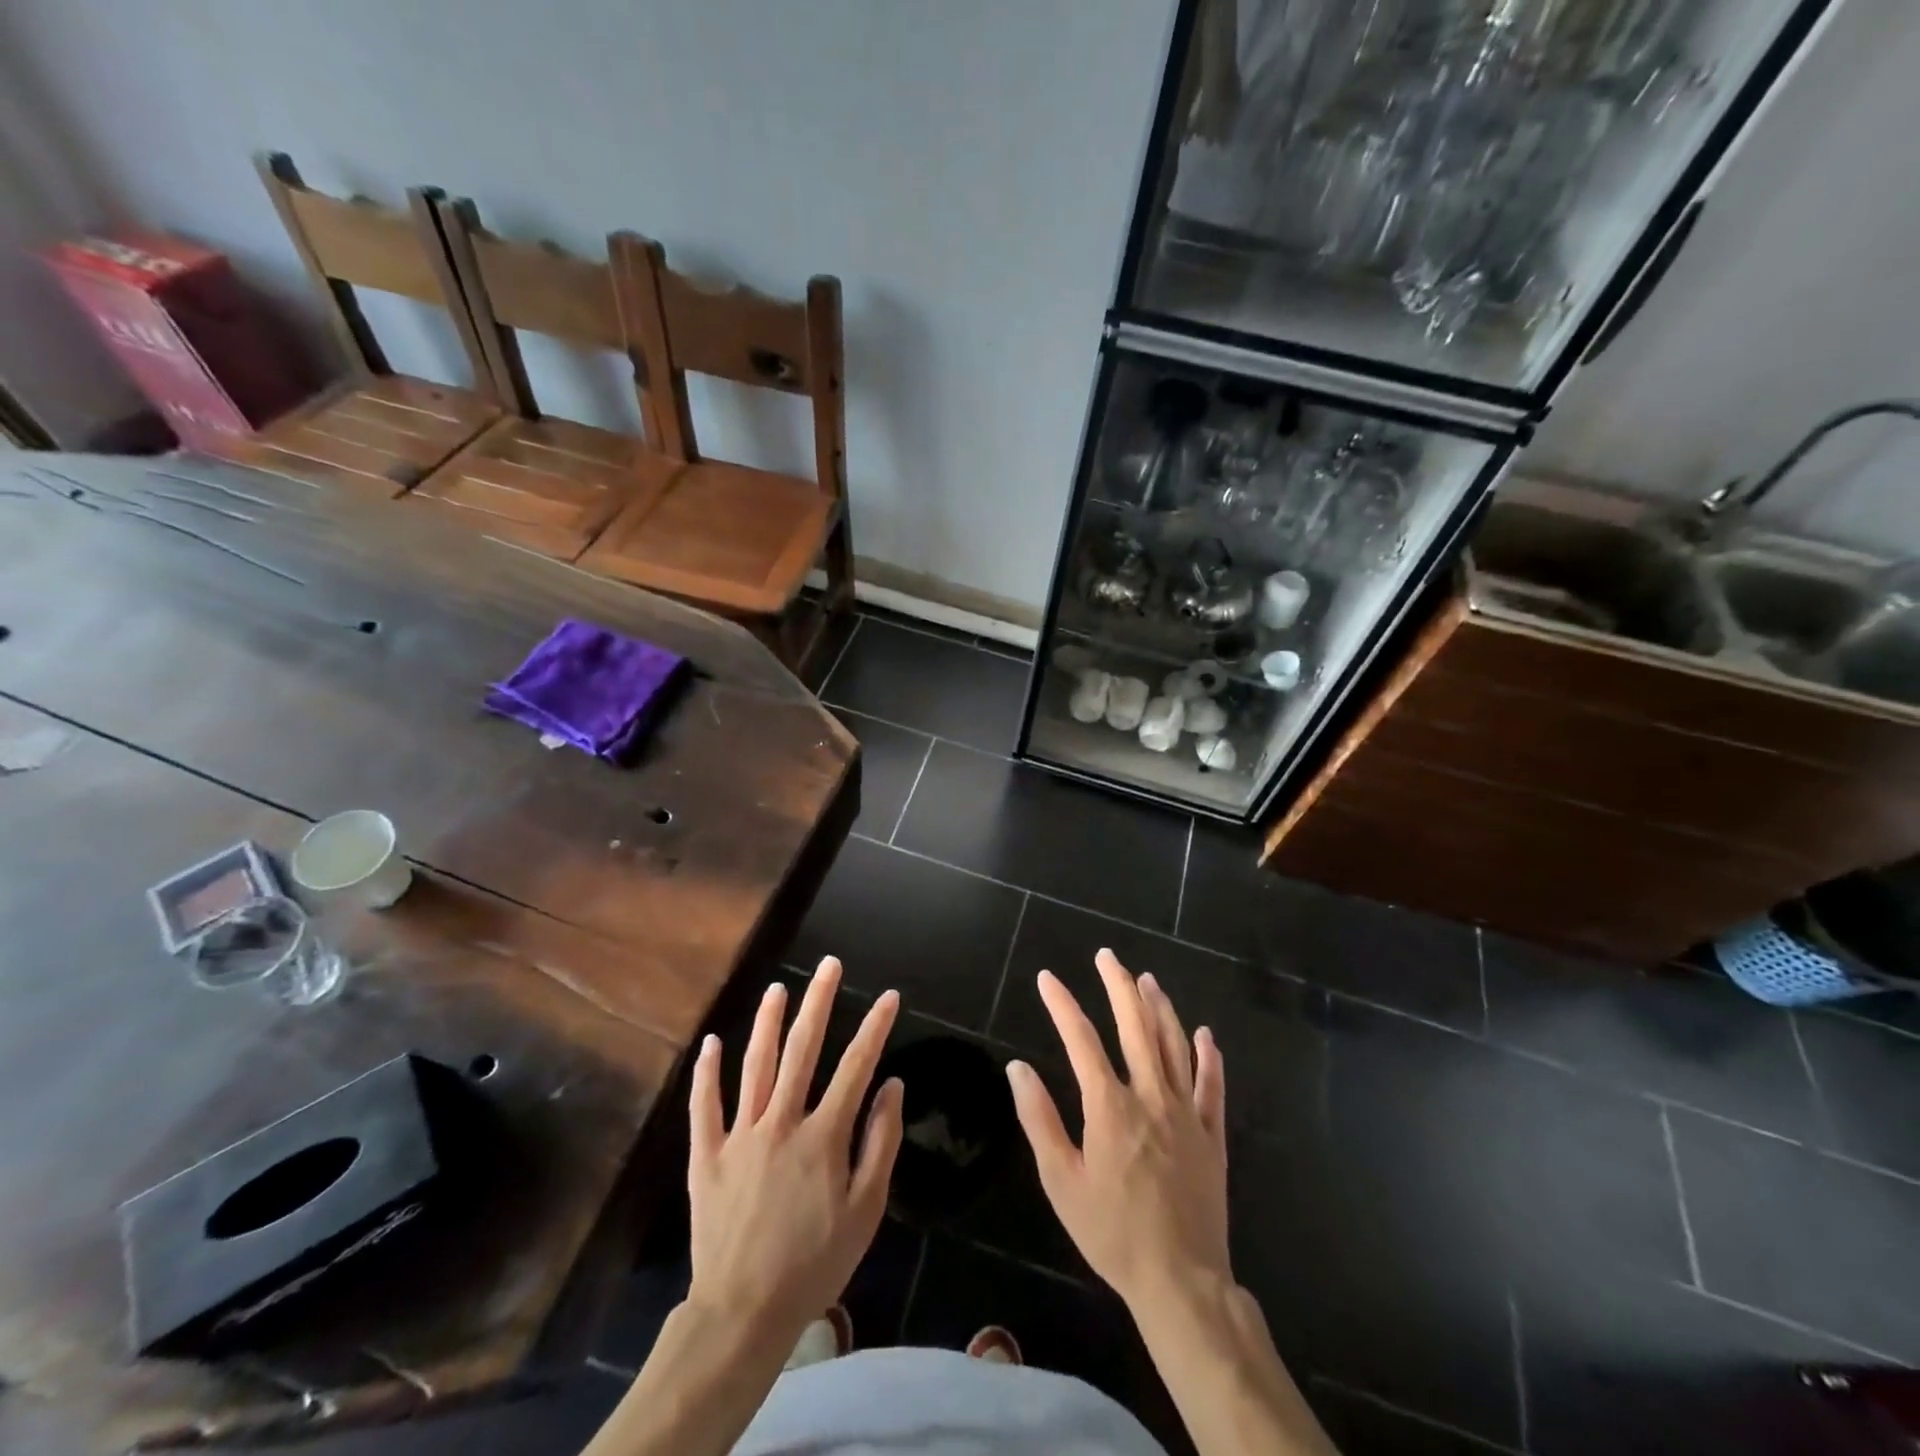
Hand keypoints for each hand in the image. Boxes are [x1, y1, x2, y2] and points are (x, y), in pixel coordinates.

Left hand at [686, 958, 903, 1349]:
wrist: (743, 1313)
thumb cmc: (814, 1263)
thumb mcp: (865, 1211)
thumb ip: (880, 1143)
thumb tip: (892, 1086)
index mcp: (823, 1136)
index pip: (856, 1067)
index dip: (875, 1028)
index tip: (889, 996)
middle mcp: (781, 1122)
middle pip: (802, 1050)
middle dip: (819, 1002)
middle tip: (829, 965)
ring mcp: (740, 1136)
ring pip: (755, 1065)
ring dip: (767, 1022)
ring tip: (778, 988)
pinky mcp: (708, 1156)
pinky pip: (705, 1106)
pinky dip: (707, 1073)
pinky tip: (711, 1043)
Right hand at [1006, 949, 1230, 1316]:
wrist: (1180, 1281)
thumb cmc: (1112, 1232)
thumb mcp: (1061, 1181)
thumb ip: (1039, 1120)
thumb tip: (1018, 1068)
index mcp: (1109, 1106)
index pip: (1081, 1039)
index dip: (1062, 1004)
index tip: (1048, 978)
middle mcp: (1150, 1096)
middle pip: (1135, 1026)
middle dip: (1118, 985)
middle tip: (1106, 956)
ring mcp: (1186, 1113)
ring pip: (1173, 1045)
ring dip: (1160, 1007)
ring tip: (1146, 979)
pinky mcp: (1212, 1135)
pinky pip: (1212, 1086)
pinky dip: (1208, 1056)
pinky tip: (1204, 1034)